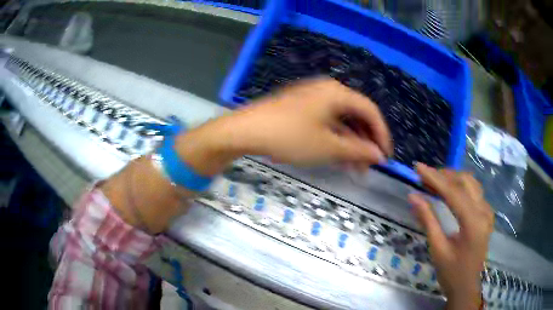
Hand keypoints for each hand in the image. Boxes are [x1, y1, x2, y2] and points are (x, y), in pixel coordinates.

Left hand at [176, 78, 392, 174]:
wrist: (245, 131)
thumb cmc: (289, 137)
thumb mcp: (328, 147)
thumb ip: (357, 150)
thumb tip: (379, 154)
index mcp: (337, 93)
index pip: (370, 110)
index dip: (381, 134)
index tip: (386, 156)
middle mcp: (327, 90)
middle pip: (356, 115)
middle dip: (364, 141)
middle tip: (368, 166)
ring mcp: (312, 98)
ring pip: (340, 121)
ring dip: (349, 143)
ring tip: (353, 167)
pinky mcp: (300, 107)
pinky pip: (325, 122)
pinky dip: (334, 139)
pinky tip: (336, 156)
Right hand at [409, 164, 493, 309]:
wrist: (467, 285)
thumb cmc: (451, 272)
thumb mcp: (437, 249)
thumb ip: (428, 220)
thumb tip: (413, 197)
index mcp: (473, 223)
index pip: (454, 193)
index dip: (435, 178)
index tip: (418, 167)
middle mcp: (484, 211)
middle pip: (465, 181)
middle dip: (443, 175)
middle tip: (424, 177)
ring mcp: (487, 211)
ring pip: (471, 183)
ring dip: (452, 178)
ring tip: (434, 182)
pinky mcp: (486, 213)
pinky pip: (474, 191)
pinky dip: (460, 186)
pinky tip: (449, 192)